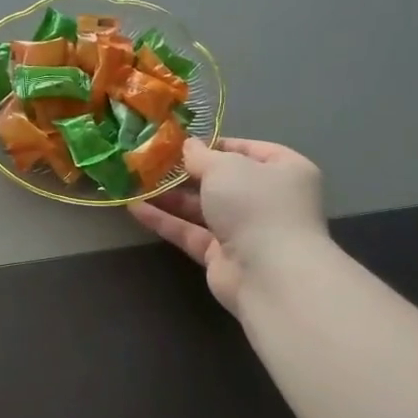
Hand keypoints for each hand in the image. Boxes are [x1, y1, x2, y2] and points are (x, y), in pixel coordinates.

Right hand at [128, 138, 326, 311]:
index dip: (215, 144)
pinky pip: (190, 232)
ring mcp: (244, 230)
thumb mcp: (225, 167)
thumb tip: (188, 146)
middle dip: (185, 172)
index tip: (181, 142)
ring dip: (169, 196)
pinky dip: (165, 221)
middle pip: (221, 180)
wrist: (269, 274)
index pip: (248, 150)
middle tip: (149, 162)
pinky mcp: (221, 256)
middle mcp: (266, 199)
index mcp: (283, 170)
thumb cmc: (256, 205)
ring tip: (134, 182)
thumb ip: (201, 155)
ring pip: (202, 208)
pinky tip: (134, 208)